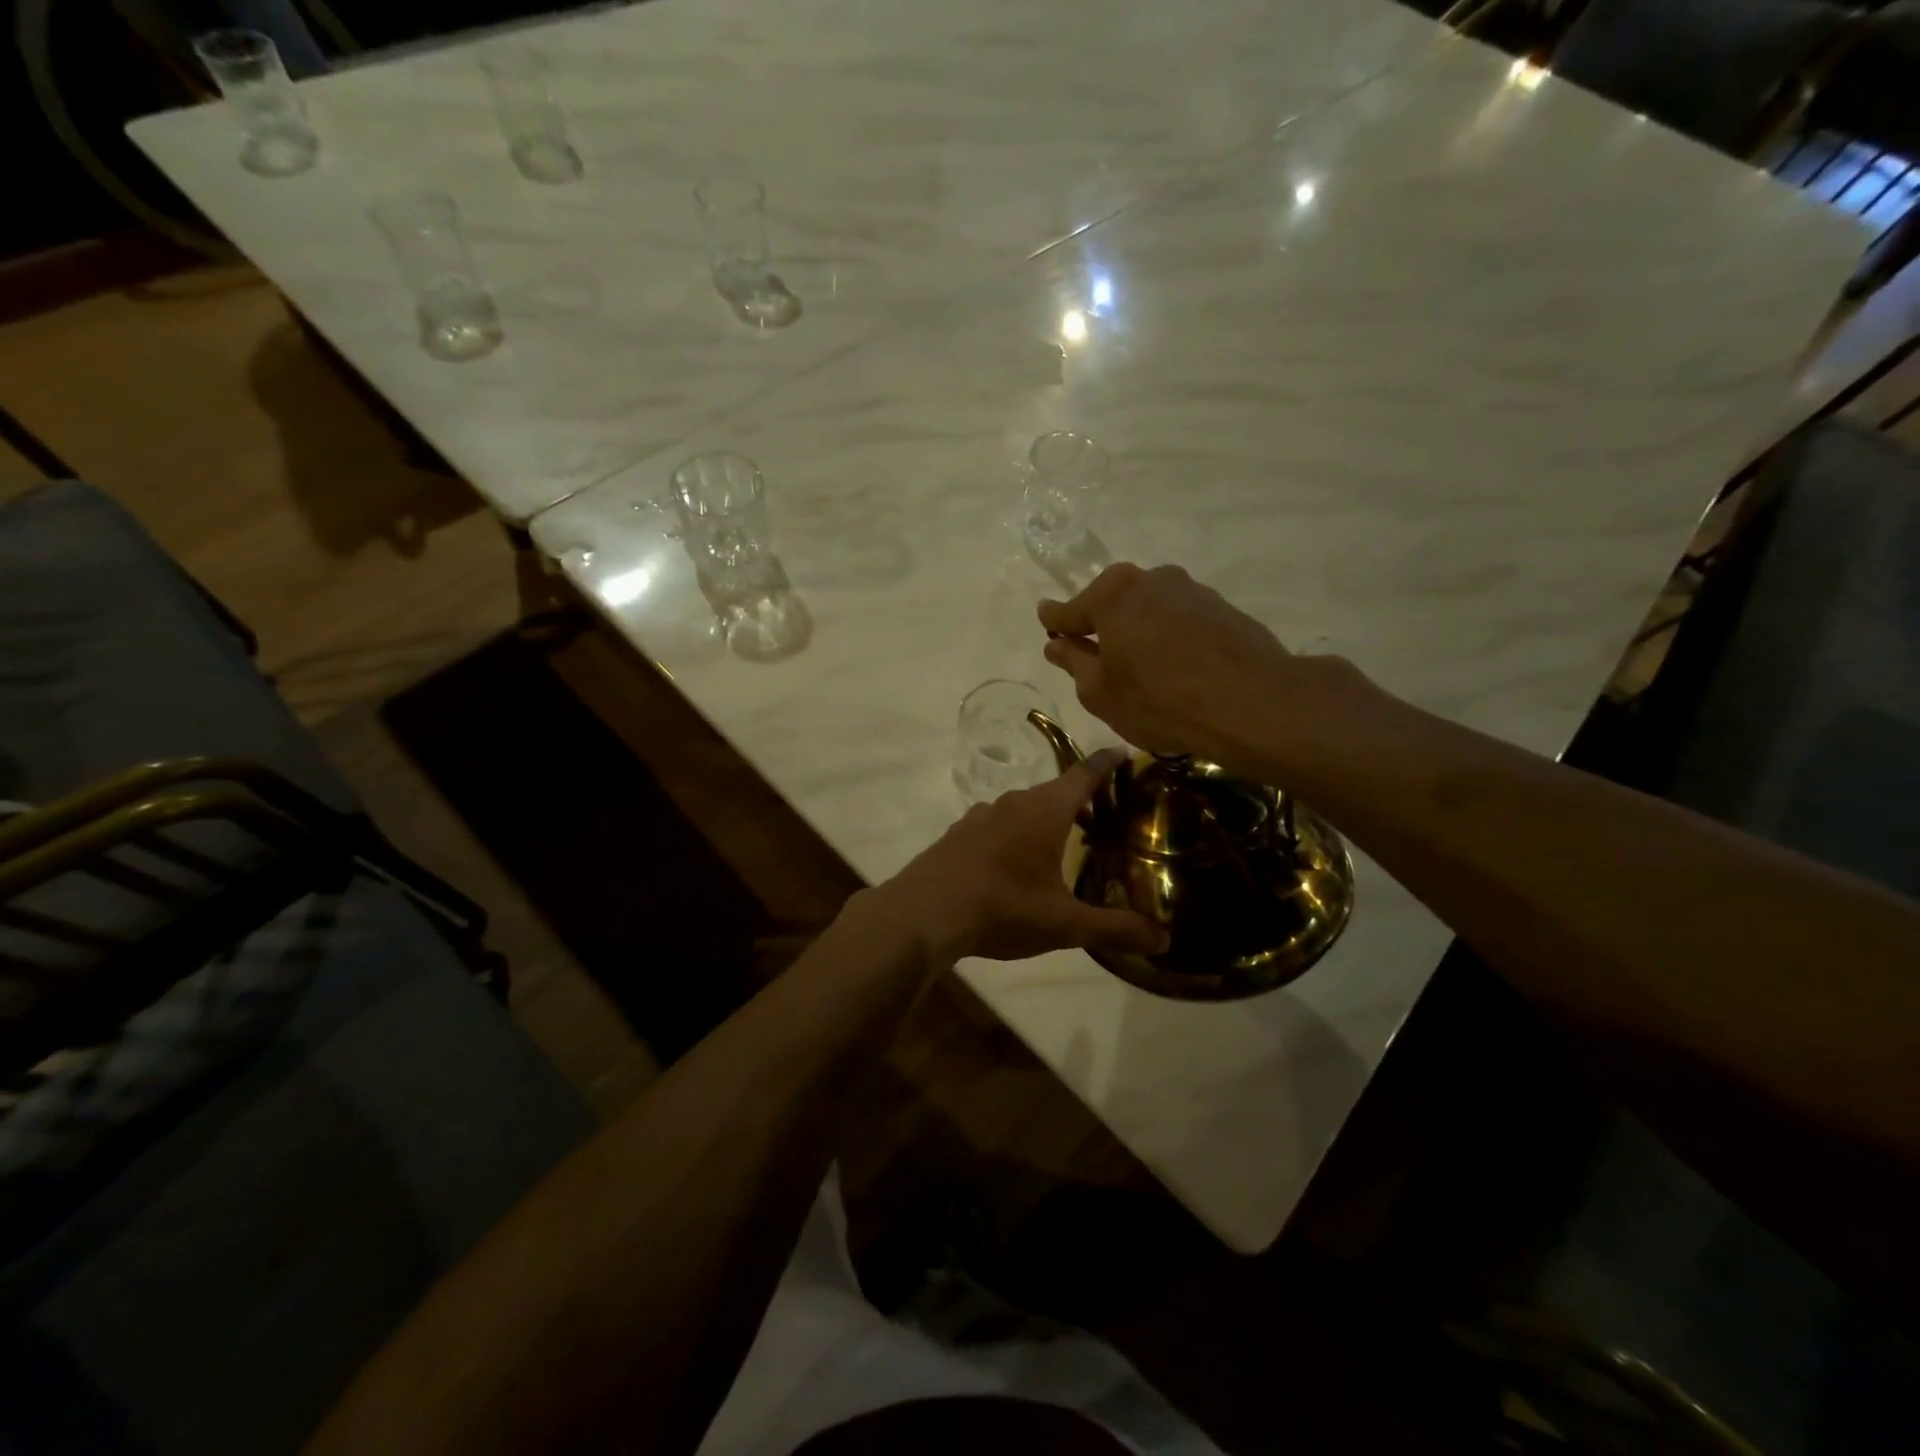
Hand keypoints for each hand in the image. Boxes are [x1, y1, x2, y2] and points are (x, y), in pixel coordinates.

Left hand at [875, 751, 1168, 966]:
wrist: (922, 914)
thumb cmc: (1001, 909)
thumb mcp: (1063, 924)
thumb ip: (1113, 929)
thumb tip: (1163, 940)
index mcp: (1044, 811)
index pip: (1083, 775)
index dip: (1106, 763)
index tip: (1124, 751)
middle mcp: (1012, 803)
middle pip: (1054, 791)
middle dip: (1079, 798)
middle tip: (1102, 814)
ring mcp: (979, 817)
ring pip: (1022, 808)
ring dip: (1045, 818)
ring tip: (1060, 843)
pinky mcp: (957, 835)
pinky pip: (996, 825)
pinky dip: (1014, 834)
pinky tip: (1012, 864)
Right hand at [1038, 563, 1299, 764]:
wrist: (1251, 703)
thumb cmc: (1159, 699)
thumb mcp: (1100, 691)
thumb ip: (1074, 662)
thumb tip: (1056, 643)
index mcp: (1112, 593)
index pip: (1070, 609)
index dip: (1056, 623)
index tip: (1047, 624)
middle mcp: (1150, 578)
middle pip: (1113, 603)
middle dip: (1102, 626)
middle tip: (1097, 657)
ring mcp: (1191, 590)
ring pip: (1150, 610)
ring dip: (1140, 632)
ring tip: (1143, 669)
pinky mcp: (1223, 608)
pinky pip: (1181, 622)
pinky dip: (1172, 639)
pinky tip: (1177, 668)